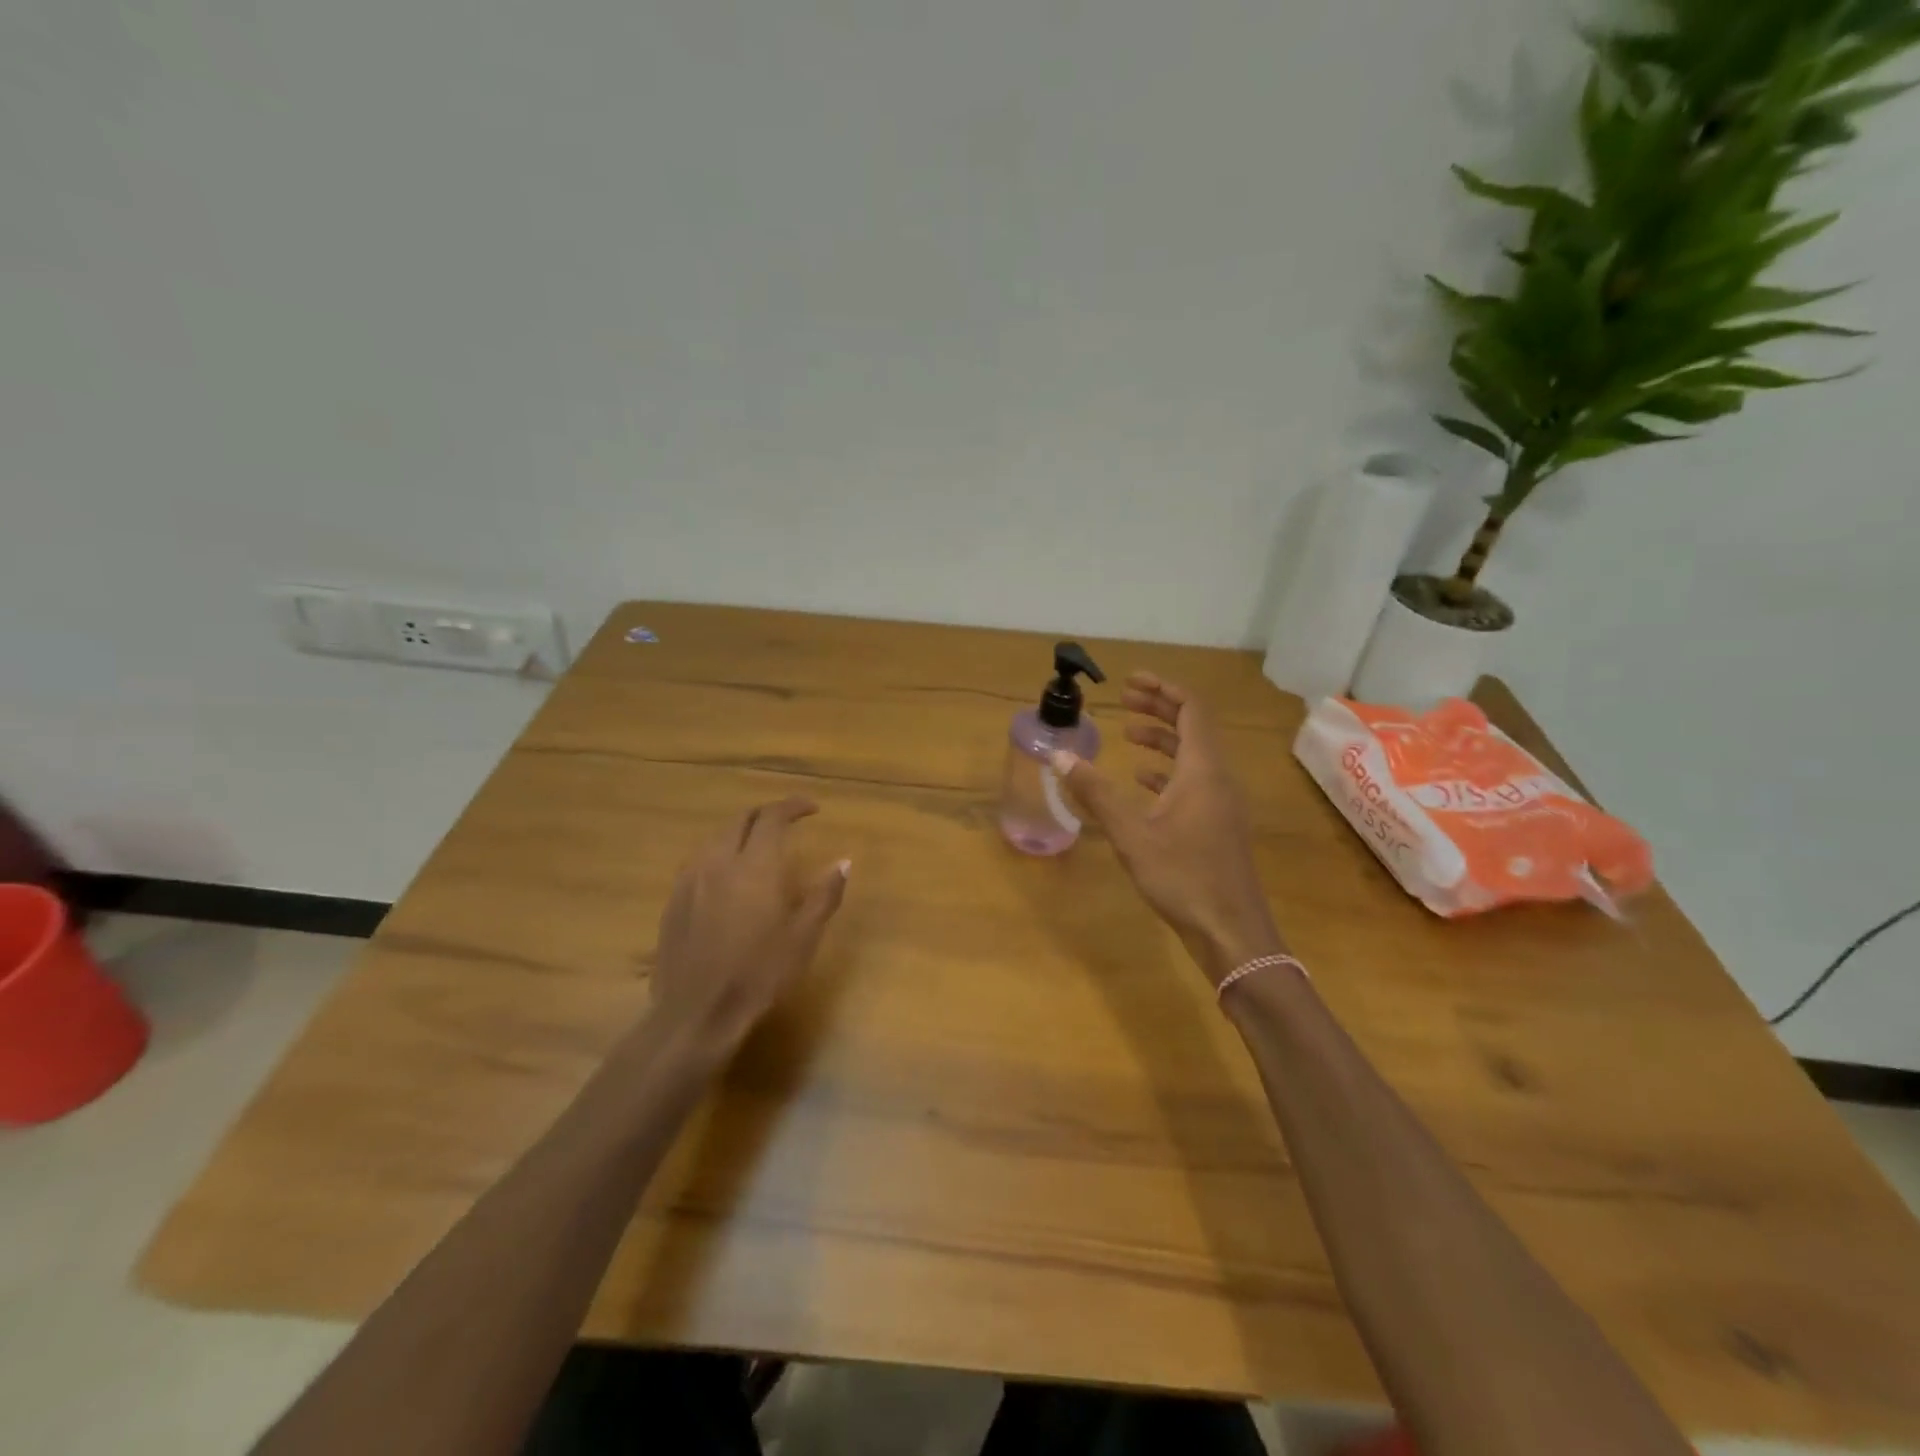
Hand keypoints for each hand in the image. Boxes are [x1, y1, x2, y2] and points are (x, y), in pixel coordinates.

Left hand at [648, 796, 849, 1059]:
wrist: (696, 1013)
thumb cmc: (759, 974)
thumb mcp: (803, 937)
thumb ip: (824, 894)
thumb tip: (843, 862)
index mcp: (754, 866)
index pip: (773, 817)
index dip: (793, 806)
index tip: (812, 809)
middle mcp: (719, 862)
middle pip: (741, 820)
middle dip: (766, 814)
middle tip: (787, 823)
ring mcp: (690, 880)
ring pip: (716, 838)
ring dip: (740, 832)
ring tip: (758, 847)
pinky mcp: (674, 900)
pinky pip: (699, 861)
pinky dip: (720, 854)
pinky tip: (727, 877)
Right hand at [1053, 673, 1283, 986]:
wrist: (1231, 932)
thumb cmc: (1183, 877)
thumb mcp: (1131, 834)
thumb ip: (1095, 793)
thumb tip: (1059, 756)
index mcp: (1203, 770)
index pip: (1191, 709)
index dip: (1163, 689)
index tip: (1130, 681)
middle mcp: (1218, 779)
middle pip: (1194, 727)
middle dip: (1160, 708)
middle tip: (1125, 699)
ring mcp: (1221, 803)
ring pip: (1194, 756)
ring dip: (1163, 740)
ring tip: (1129, 735)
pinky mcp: (1218, 825)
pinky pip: (1194, 782)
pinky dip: (1168, 771)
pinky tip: (1143, 781)